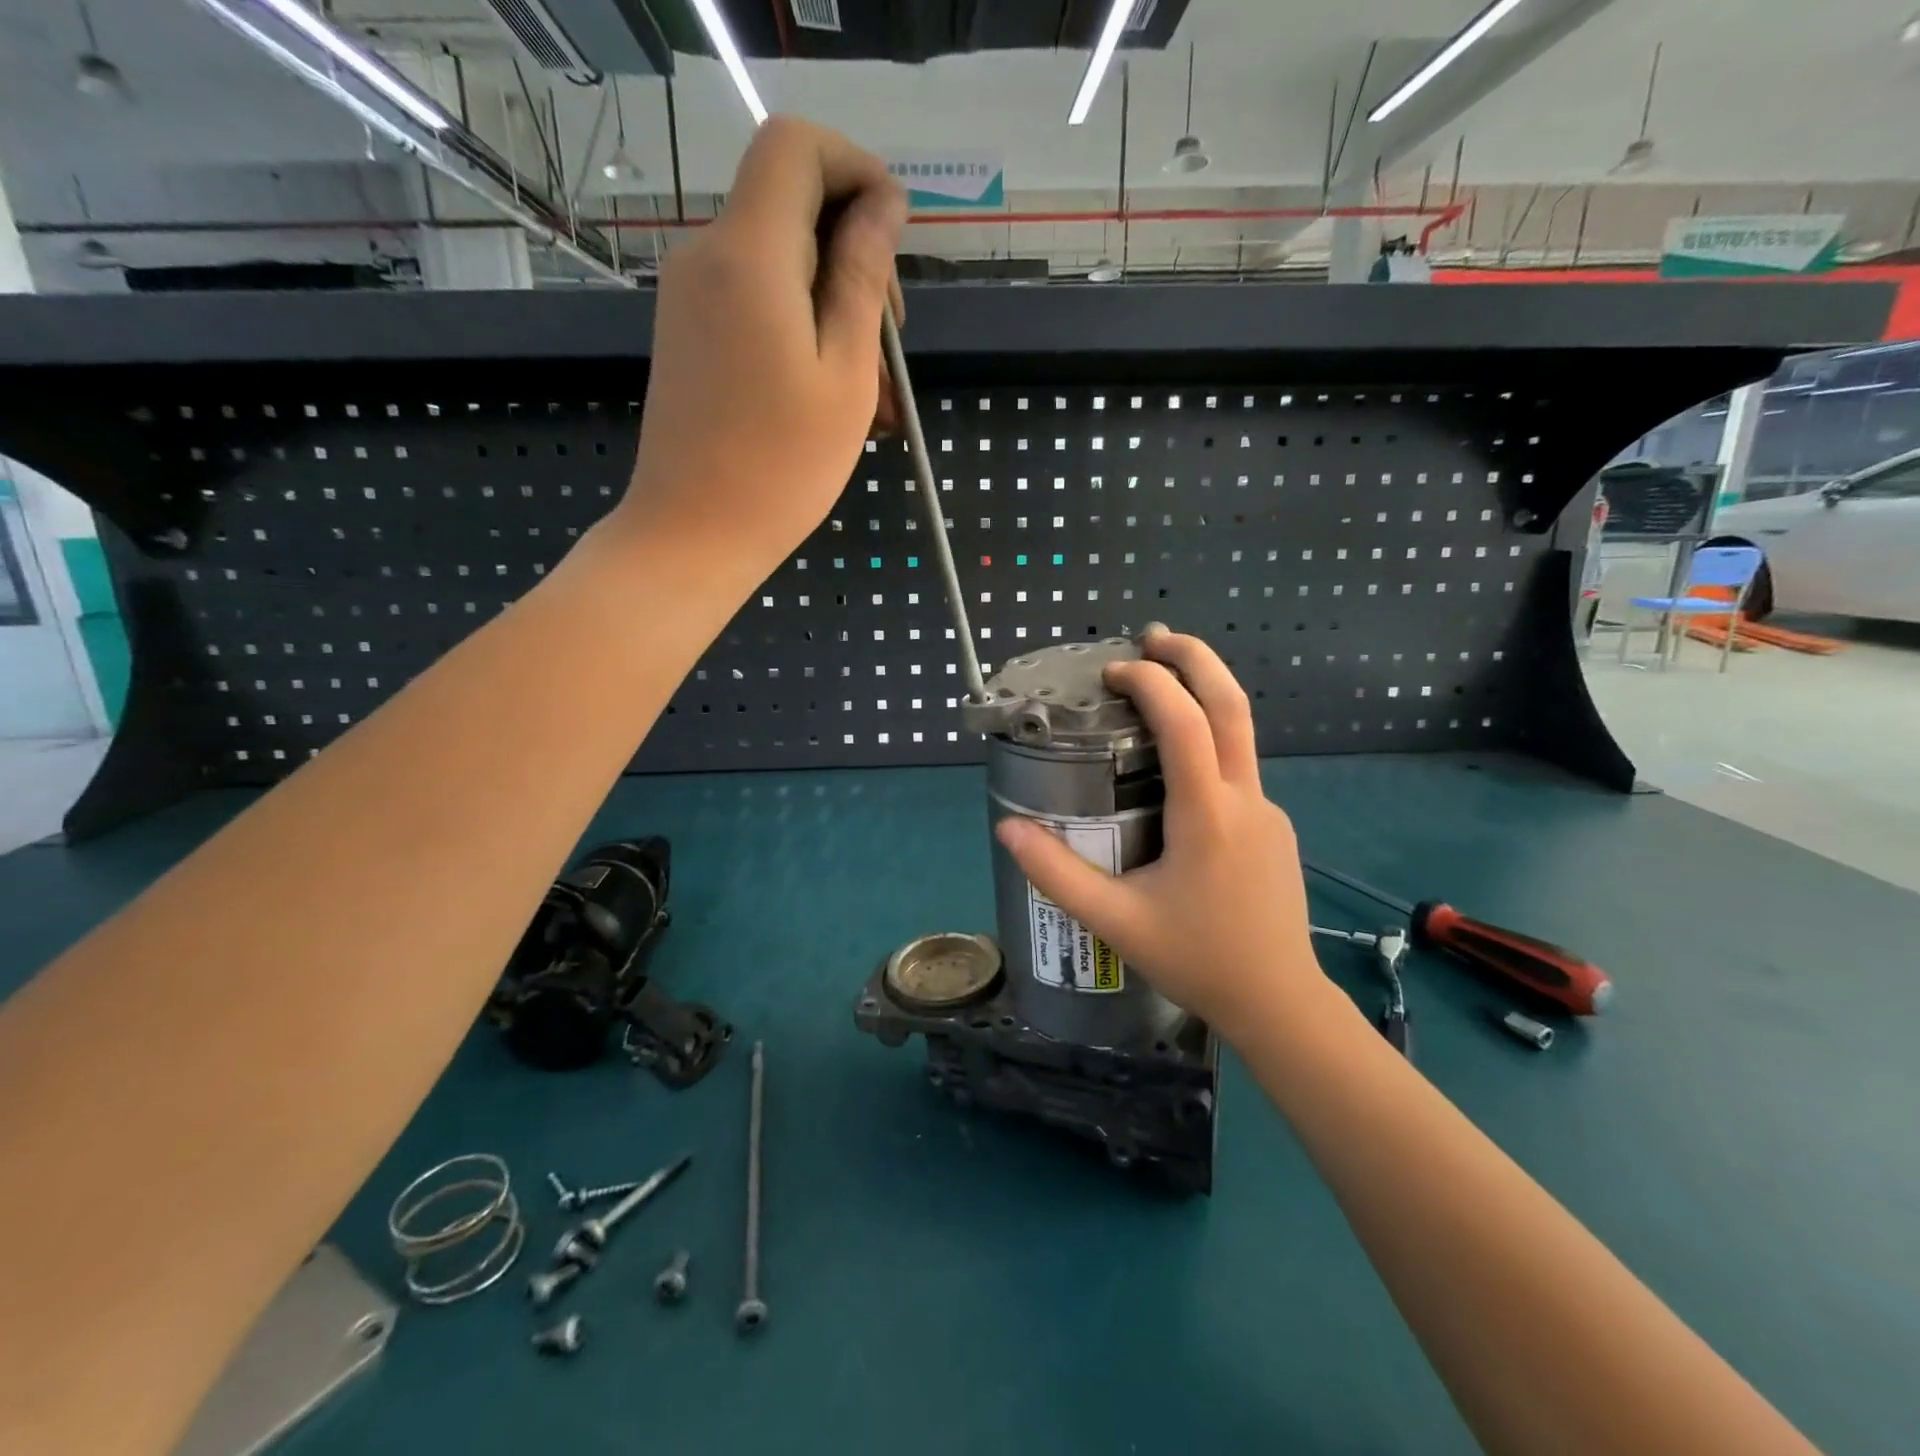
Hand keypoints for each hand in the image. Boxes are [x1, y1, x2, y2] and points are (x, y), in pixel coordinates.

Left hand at [615, 116, 907, 589]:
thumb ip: (862, 276)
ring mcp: (692, 297)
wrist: (693, 534)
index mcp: (750, 254)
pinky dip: (803, 333)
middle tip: (892, 344)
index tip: (895, 236)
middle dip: (855, 255)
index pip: (797, 147)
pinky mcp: (691, 335)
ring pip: (781, 266)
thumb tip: (883, 203)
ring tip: (877, 397)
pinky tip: (836, 398)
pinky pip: (757, 305)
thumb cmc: (782, 466)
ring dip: (836, 311)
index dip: (856, 170)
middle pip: (792, 208)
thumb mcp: (846, 374)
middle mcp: (709, 256)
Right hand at [994, 629, 1328, 1039]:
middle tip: (1154, 635)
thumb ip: (1057, 874)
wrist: (1279, 1004)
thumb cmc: (1197, 960)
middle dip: (1196, 658)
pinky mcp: (1273, 828)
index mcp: (1208, 815)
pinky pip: (1239, 768)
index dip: (1151, 684)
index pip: (1186, 724)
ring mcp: (1268, 811)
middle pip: (1233, 705)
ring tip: (1162, 679)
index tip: (1113, 671)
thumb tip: (1008, 830)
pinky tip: (1177, 764)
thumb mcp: (1114, 921)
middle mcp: (1246, 799)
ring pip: (1241, 734)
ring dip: (1204, 694)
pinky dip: (1209, 739)